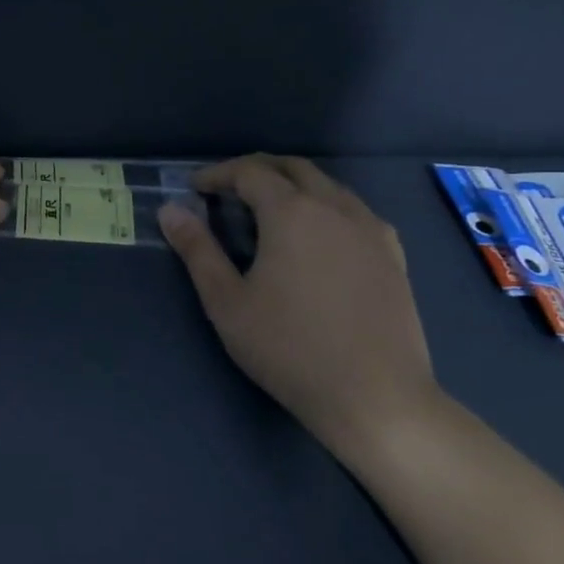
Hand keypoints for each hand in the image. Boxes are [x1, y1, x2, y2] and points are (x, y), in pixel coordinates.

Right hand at [157, 155, 438, 452]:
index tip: (194, 188)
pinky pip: (354, 211)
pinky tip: (317, 237)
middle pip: (294, 168)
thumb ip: (197, 250)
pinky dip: (325, 207)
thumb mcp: (226, 301)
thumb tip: (169, 210)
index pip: (250, 172)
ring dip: (293, 185)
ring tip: (267, 212)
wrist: (374, 396)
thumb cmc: (288, 347)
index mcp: (292, 212)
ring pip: (328, 185)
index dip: (218, 174)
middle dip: (256, 170)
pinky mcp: (393, 255)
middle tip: (227, 190)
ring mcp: (371, 230)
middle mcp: (335, 207)